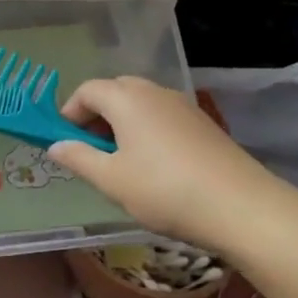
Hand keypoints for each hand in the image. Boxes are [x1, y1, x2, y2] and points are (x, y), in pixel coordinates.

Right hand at [47, 77, 297, 258]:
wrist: (242, 207)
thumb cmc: (164, 190)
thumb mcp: (111, 180)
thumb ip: (78, 158)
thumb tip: (55, 145)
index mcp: (126, 98)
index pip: (87, 90)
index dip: (69, 112)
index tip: (65, 142)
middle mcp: (154, 92)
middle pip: (115, 91)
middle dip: (96, 115)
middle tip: (90, 150)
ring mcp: (183, 105)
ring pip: (140, 103)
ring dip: (121, 123)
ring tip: (120, 161)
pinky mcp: (203, 123)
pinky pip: (162, 116)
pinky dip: (146, 130)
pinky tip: (153, 165)